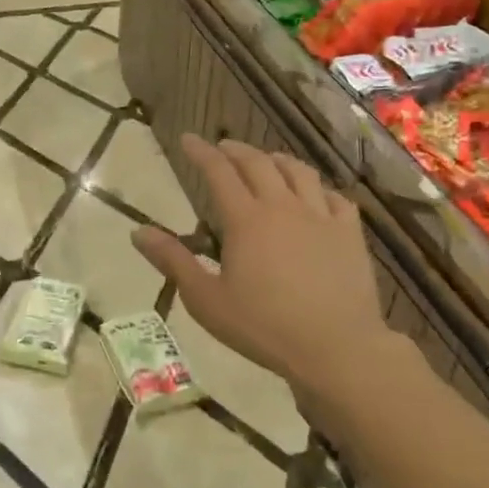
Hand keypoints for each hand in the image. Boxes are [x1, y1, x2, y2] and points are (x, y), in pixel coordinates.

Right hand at [133, 135, 388, 394]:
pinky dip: (319, 188)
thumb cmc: (263, 327)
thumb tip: (138, 232)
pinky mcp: (350, 234)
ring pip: (299, 172)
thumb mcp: (206, 300)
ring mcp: (321, 217)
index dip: (201, 152)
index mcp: (246, 220)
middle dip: (235, 150)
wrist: (336, 348)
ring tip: (266, 161)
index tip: (187, 139)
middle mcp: (283, 206)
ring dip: (277, 160)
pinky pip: (336, 197)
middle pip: (258, 163)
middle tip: (222, 148)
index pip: (218, 172)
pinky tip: (315, 195)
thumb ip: (173, 261)